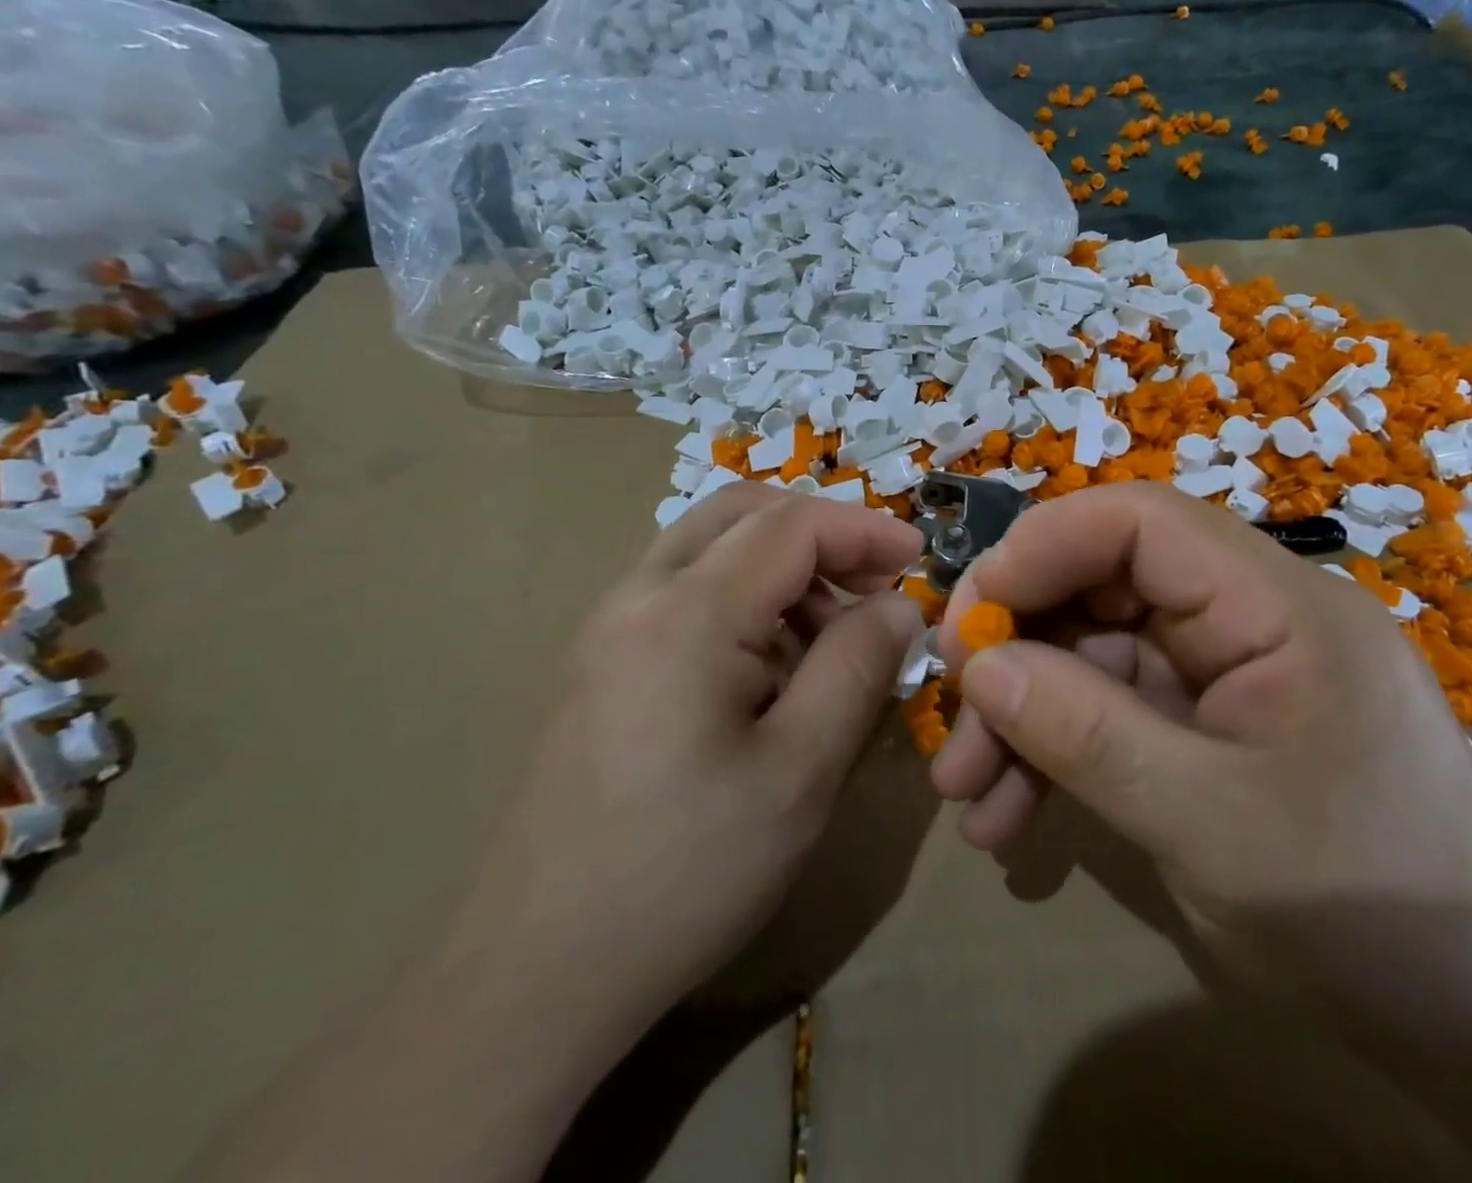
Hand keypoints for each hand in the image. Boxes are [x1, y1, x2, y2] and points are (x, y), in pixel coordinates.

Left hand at [468, 482, 922, 1040]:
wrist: (535, 974)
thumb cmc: (685, 872)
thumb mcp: (801, 771)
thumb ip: (859, 667)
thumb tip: (898, 604)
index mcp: (687, 613)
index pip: (792, 525)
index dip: (865, 530)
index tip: (919, 559)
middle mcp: (637, 597)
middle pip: (742, 513)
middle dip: (821, 533)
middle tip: (873, 585)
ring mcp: (609, 628)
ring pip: (710, 547)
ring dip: (783, 566)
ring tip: (830, 639)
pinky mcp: (601, 663)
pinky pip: (685, 591)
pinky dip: (745, 596)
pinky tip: (771, 668)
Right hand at [930, 482, 1471, 976]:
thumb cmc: (1369, 913)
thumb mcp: (1211, 824)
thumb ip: (1088, 734)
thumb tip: (980, 668)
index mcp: (1274, 604)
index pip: (1141, 521)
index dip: (1043, 548)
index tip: (970, 617)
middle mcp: (1244, 618)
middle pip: (1102, 587)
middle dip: (1018, 646)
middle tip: (950, 709)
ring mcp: (1220, 674)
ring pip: (1092, 656)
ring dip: (1023, 716)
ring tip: (966, 793)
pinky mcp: (1203, 726)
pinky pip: (1110, 713)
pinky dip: (1055, 755)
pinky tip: (1010, 820)